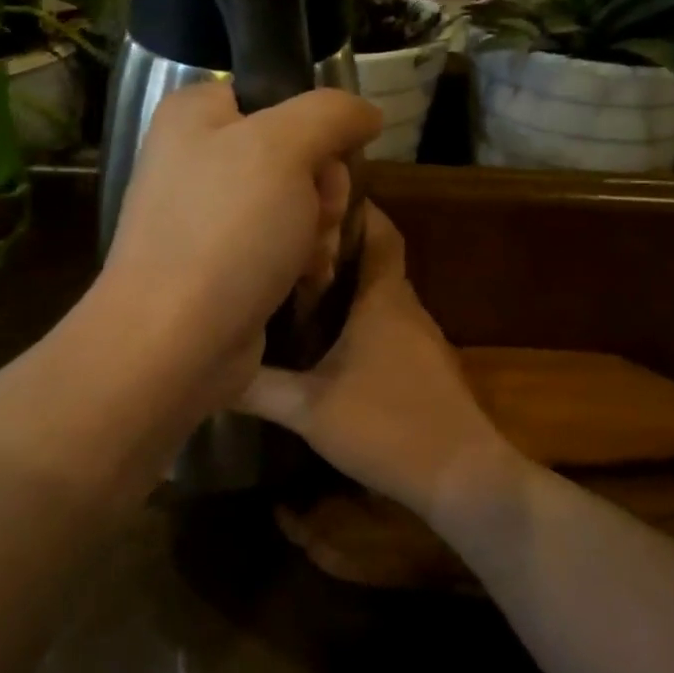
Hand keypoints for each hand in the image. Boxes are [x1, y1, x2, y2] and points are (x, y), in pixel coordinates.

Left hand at [95, 81, 380, 411]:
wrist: (174, 342)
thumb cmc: (227, 231)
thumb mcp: (284, 148)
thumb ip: (331, 113)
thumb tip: (366, 114)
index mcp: (197, 114)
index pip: (279, 96)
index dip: (317, 129)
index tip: (330, 162)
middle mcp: (197, 158)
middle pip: (296, 154)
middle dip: (324, 191)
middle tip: (321, 218)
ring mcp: (207, 214)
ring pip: (295, 204)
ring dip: (319, 231)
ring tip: (312, 260)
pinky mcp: (219, 263)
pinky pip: (279, 245)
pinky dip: (301, 262)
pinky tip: (305, 282)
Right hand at [238, 204, 519, 520]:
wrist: (461, 475)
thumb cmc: (387, 425)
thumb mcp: (309, 409)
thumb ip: (259, 387)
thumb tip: (212, 368)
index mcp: (384, 299)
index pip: (380, 231)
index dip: (356, 207)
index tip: (317, 197)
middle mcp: (407, 307)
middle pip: (376, 261)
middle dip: (338, 249)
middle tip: (289, 247)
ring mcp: (421, 339)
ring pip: (381, 297)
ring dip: (349, 288)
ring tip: (299, 288)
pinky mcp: (426, 367)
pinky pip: (389, 326)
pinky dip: (361, 321)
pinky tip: (330, 343)